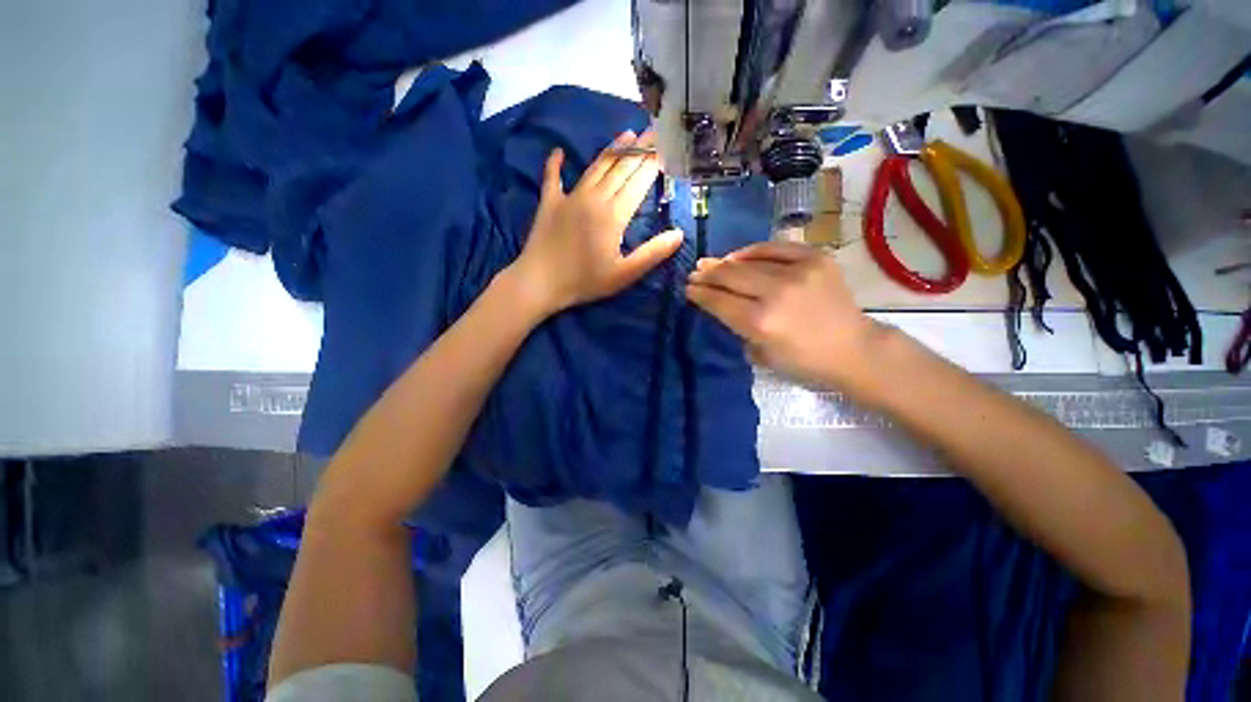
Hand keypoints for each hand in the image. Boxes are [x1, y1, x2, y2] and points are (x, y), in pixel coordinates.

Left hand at [511, 131, 683, 315]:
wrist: (540, 282)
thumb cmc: (585, 281)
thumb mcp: (624, 274)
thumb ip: (652, 253)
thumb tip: (679, 233)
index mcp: (614, 215)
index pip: (638, 182)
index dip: (653, 163)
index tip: (666, 146)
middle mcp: (594, 198)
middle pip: (620, 168)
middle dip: (639, 149)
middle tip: (653, 130)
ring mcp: (569, 197)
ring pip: (595, 167)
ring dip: (612, 150)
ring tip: (627, 134)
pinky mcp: (549, 203)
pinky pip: (552, 177)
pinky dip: (555, 163)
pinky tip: (558, 152)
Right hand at [686, 241, 884, 388]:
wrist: (854, 348)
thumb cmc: (804, 361)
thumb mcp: (760, 354)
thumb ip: (737, 327)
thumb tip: (721, 303)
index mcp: (760, 323)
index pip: (719, 301)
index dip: (700, 293)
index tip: (688, 288)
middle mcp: (775, 293)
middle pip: (730, 276)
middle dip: (707, 274)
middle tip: (695, 273)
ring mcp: (798, 272)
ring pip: (749, 260)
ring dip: (725, 261)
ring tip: (712, 263)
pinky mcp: (816, 258)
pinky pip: (776, 247)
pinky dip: (754, 250)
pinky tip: (740, 255)